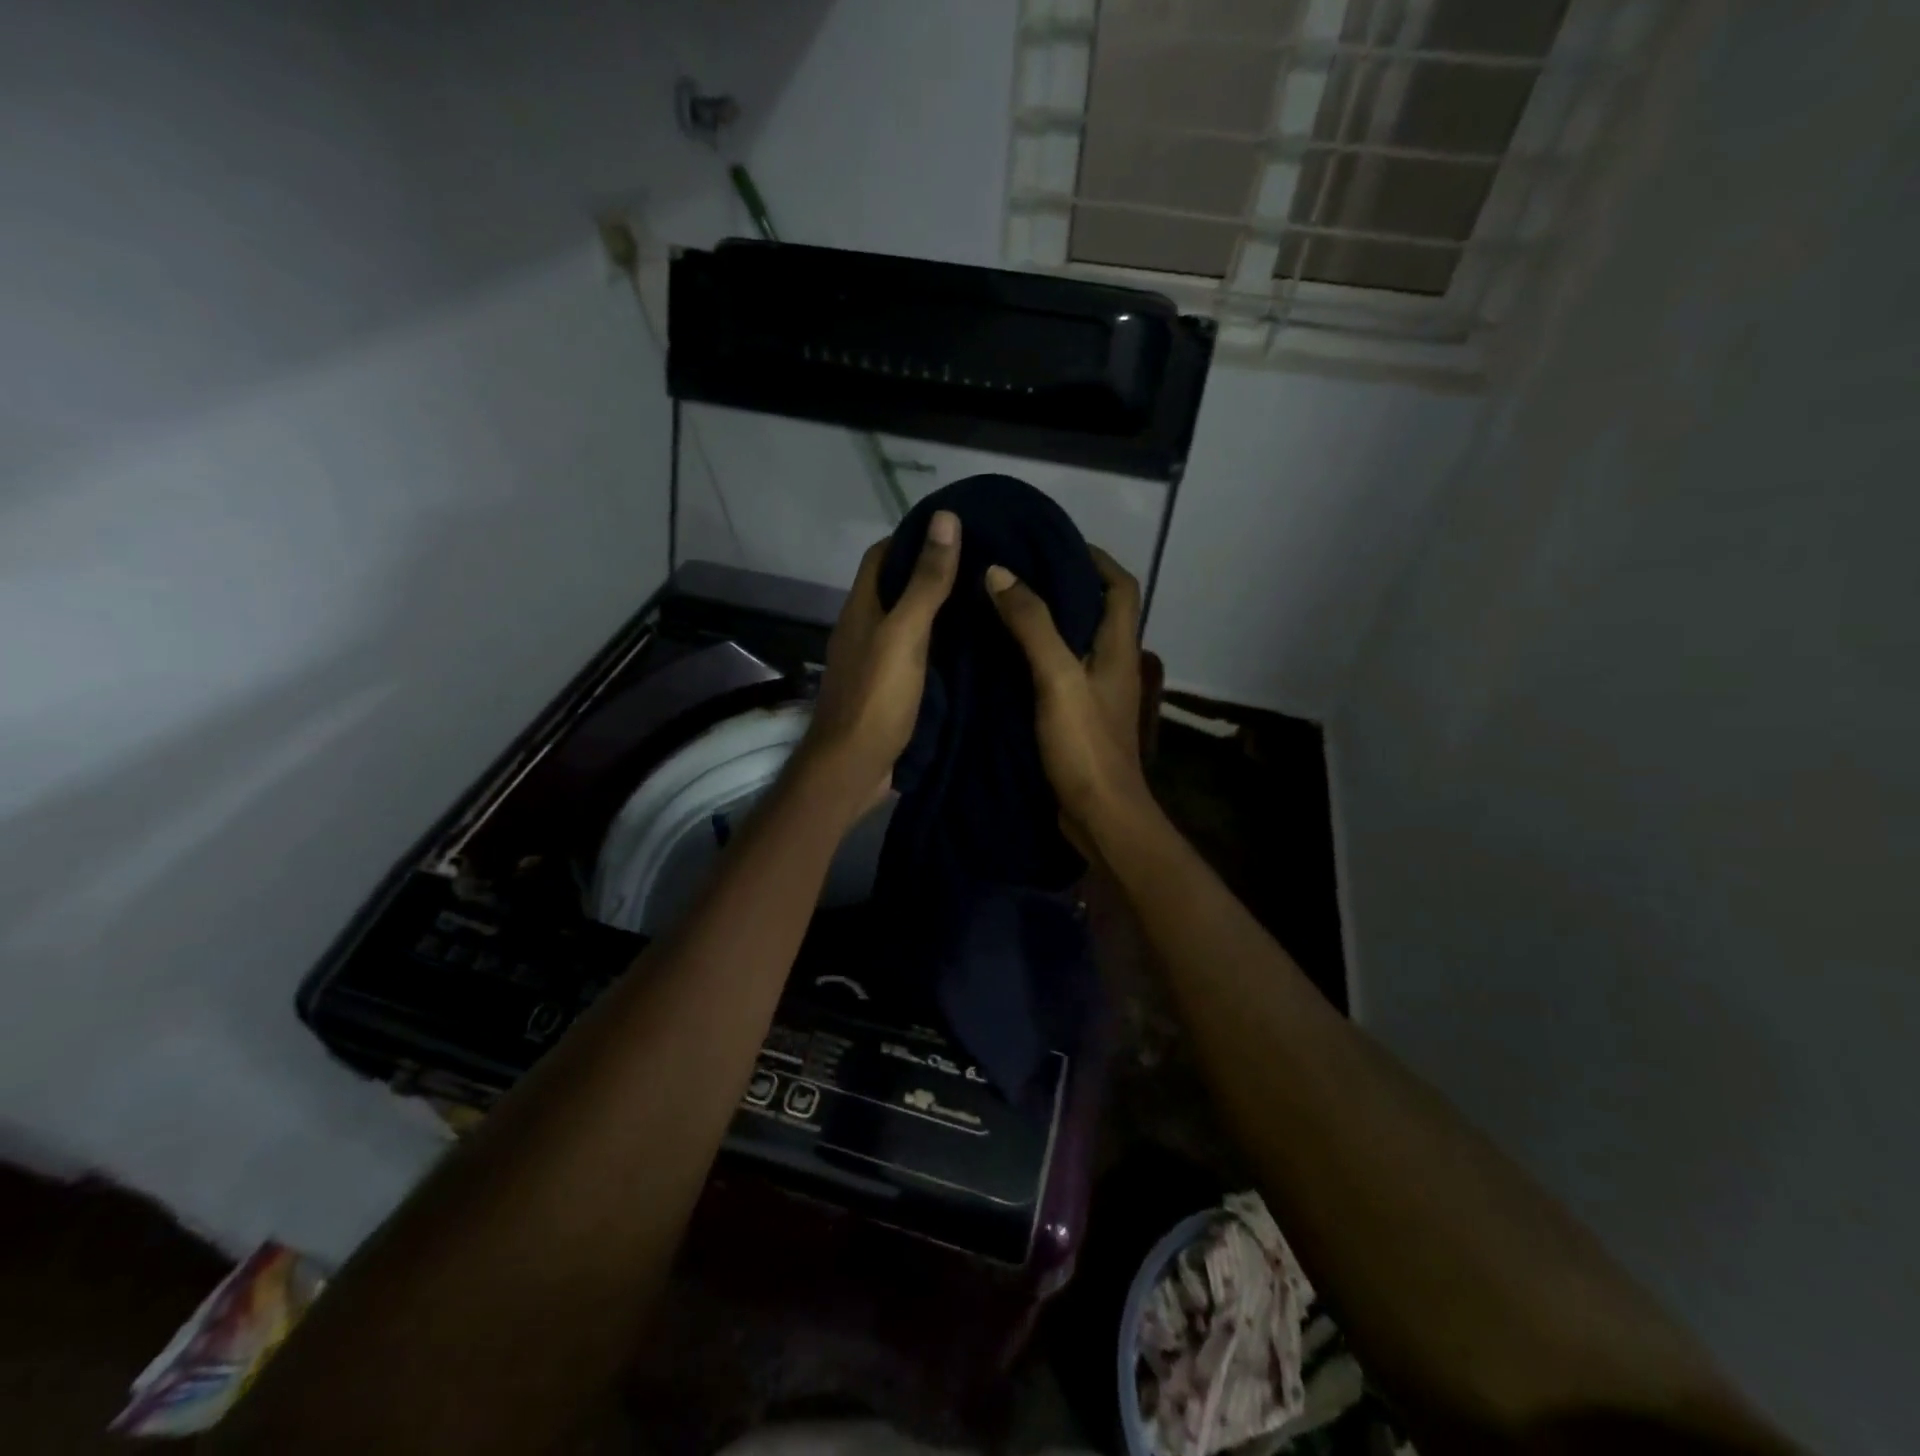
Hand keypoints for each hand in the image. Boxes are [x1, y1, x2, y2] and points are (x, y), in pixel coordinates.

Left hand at [800, 510, 961, 812]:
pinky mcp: (890, 691)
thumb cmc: (877, 697)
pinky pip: (917, 656)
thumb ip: (925, 582)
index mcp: (862, 609)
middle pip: (895, 588)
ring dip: (939, 611)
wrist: (853, 767)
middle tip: (983, 564)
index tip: (955, 529)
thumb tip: (945, 518)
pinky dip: (941, 646)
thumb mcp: (905, 633)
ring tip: (985, 599)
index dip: (913, 537)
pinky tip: (972, 649)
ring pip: (908, 624)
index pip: (882, 555)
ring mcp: (876, 663)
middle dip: (932, 572)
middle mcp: (865, 630)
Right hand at [986, 547, 1149, 849]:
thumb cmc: (1085, 746)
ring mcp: (1096, 694)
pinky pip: (1058, 672)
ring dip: (1047, 620)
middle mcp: (1112, 665)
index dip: (1095, 558)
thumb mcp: (1057, 678)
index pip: (1120, 586)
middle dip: (1064, 584)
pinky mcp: (1078, 718)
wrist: (1100, 816)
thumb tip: (999, 572)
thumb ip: (1032, 625)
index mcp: (1118, 648)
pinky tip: (1002, 656)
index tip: (1054, 542)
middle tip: (1016, 569)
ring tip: (1002, 603)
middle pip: (1096, 610)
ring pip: (1075, 642)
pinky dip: (1036, 655)